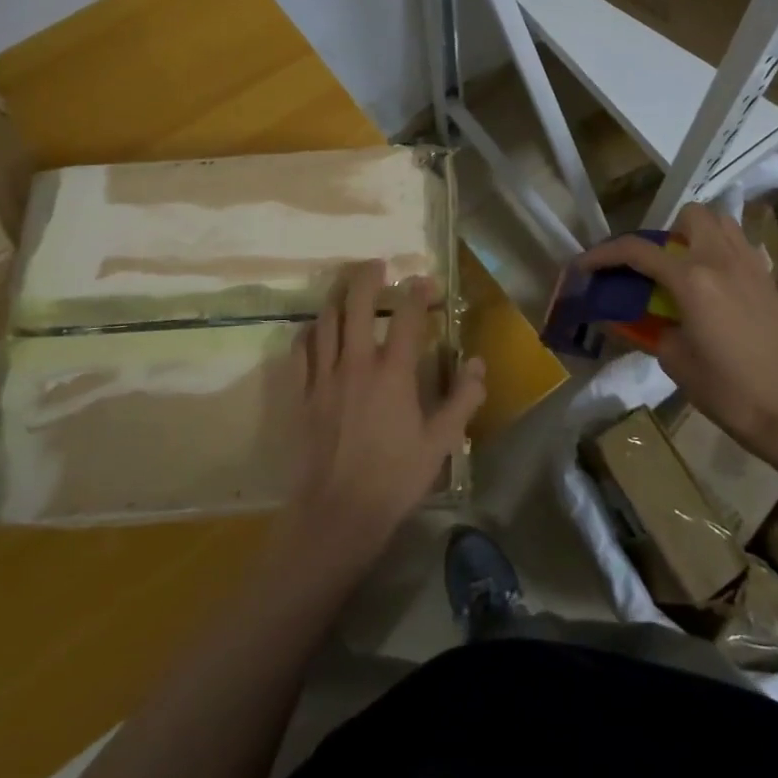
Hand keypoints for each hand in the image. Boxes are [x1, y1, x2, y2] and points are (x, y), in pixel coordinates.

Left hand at [285, 262, 484, 566]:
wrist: (338, 512)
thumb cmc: (394, 478)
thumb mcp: (441, 443)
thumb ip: (462, 399)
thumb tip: (477, 363)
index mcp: (393, 373)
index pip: (406, 316)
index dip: (417, 292)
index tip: (426, 282)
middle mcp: (356, 364)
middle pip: (356, 304)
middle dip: (368, 277)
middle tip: (377, 265)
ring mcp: (323, 377)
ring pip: (325, 320)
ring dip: (337, 296)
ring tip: (346, 286)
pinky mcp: (302, 394)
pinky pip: (300, 350)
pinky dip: (309, 331)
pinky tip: (315, 328)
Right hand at [580, 203, 777, 458]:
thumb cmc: (726, 391)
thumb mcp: (673, 360)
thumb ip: (645, 327)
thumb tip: (621, 317)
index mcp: (692, 280)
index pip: (638, 251)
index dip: (604, 254)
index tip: (584, 264)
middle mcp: (722, 261)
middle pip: (690, 215)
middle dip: (664, 232)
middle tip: (654, 266)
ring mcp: (751, 266)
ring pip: (721, 221)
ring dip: (697, 234)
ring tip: (685, 267)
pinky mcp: (769, 280)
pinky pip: (740, 245)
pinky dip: (721, 250)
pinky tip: (715, 284)